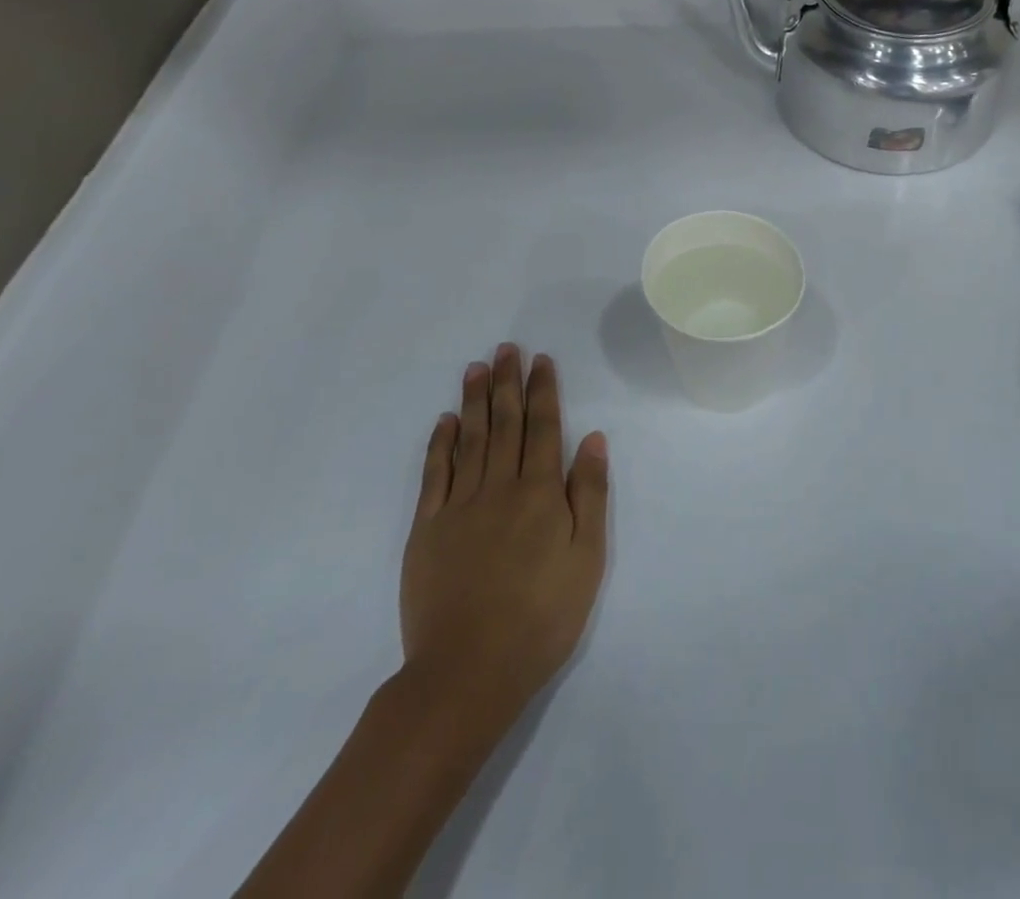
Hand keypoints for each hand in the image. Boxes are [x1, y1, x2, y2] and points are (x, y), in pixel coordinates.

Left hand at [399, 346, 609, 734]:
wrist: (468, 671)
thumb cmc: (542, 617)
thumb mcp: (587, 558)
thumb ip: (588, 494)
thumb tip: (592, 438)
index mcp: (540, 493)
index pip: (543, 428)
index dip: (543, 391)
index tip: (541, 360)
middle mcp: (499, 487)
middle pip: (504, 424)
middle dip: (507, 382)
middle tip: (506, 348)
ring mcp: (459, 506)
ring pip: (470, 439)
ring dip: (474, 400)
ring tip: (477, 367)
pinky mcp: (427, 529)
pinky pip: (434, 475)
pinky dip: (440, 444)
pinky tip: (445, 421)